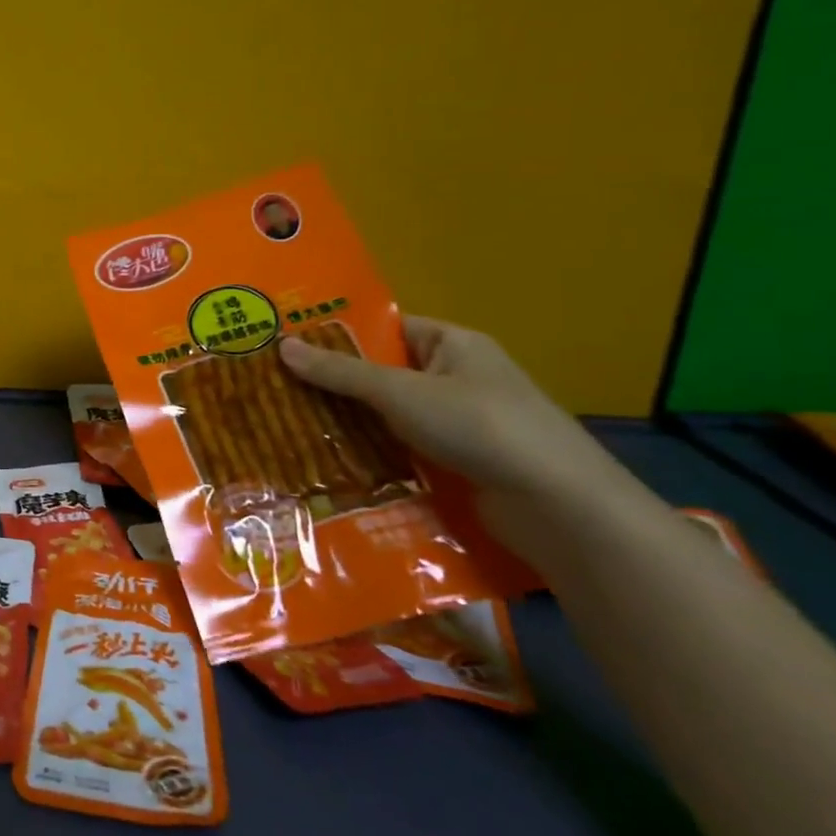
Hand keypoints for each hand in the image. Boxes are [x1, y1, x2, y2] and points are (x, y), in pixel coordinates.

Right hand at [278, 316, 644, 558]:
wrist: (559, 506)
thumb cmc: (480, 427)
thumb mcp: (400, 392)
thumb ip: (340, 371)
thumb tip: (281, 345)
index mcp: (453, 344)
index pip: (386, 328)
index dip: (339, 334)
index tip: (288, 343)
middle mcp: (458, 377)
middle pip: (383, 372)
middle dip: (335, 381)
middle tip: (276, 385)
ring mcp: (461, 422)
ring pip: (390, 413)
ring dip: (350, 421)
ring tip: (289, 423)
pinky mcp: (460, 461)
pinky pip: (403, 447)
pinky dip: (372, 451)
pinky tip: (330, 459)